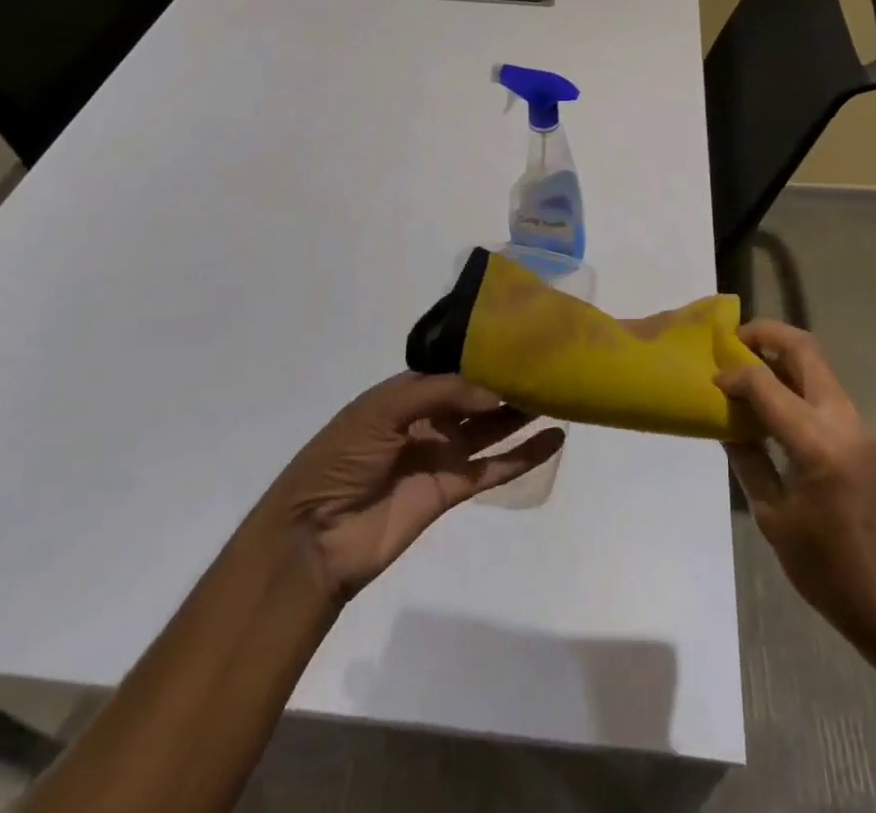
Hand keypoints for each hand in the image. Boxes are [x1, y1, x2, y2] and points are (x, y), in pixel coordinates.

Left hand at [268, 373, 564, 602]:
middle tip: (551, 364)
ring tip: (561, 393)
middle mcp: (428, 418)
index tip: (522, 339)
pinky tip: (554, 438)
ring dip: (522, 413)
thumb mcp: (382, 410)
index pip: (454, 367)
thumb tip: (495, 390)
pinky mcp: (452, 490)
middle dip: (509, 381)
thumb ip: (441, 394)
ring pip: (491, 428)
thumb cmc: (341, 458)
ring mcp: (441, 454)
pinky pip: (493, 468)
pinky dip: (523, 456)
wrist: (314, 536)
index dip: (485, 354)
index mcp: (406, 392)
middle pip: (476, 396)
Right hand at [717, 321, 875, 657]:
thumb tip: (727, 424)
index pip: (765, 383)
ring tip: (748, 374)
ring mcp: (862, 428)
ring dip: (783, 360)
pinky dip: (798, 387)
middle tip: (732, 341)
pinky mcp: (870, 441)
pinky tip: (776, 411)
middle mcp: (843, 421)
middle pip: (804, 350)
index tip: (710, 380)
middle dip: (766, 335)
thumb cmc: (834, 573)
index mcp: (816, 442)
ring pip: (819, 369)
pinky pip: (828, 396)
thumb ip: (749, 462)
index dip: (733, 374)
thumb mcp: (776, 520)